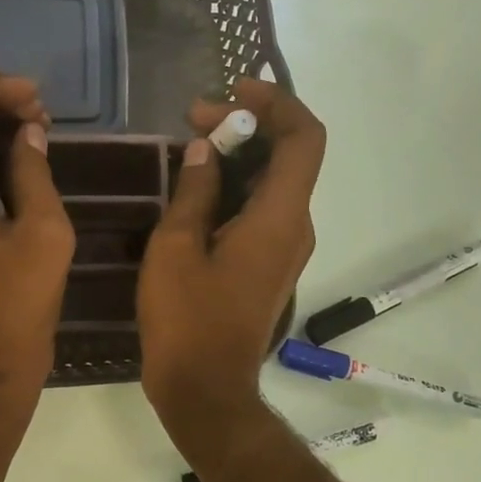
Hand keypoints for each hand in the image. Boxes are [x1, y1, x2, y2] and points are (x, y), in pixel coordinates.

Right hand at [138, 78, 326, 450]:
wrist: (206, 391)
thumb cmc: (187, 320)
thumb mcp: (176, 248)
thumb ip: (194, 191)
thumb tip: (205, 149)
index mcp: (280, 217)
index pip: (305, 138)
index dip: (277, 102)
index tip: (233, 90)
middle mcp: (296, 227)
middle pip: (290, 155)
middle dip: (247, 126)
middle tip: (193, 119)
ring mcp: (286, 248)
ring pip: (275, 182)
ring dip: (240, 156)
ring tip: (190, 146)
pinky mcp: (271, 265)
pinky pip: (264, 209)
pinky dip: (237, 186)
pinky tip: (197, 189)